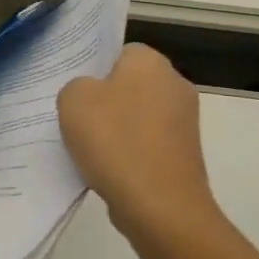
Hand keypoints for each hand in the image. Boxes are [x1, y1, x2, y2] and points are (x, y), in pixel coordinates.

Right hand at [58, 44, 223, 240]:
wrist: (159, 206)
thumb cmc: (115, 141)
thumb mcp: (73, 100)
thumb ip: (76, 86)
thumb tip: (91, 96)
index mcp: (150, 61)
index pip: (118, 51)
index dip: (93, 70)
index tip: (75, 93)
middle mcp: (175, 84)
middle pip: (128, 84)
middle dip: (104, 101)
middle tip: (75, 120)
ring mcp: (184, 122)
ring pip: (137, 116)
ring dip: (116, 130)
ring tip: (88, 150)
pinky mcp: (184, 154)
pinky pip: (146, 144)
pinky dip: (129, 154)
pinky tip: (108, 170)